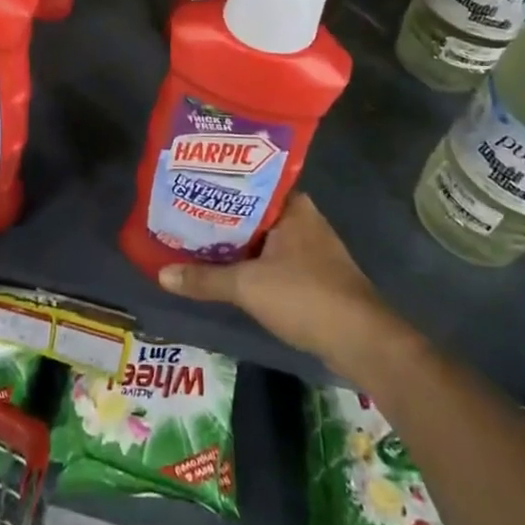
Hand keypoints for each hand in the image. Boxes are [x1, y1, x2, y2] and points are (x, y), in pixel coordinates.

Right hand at [159, 194, 408, 377]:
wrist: (363, 342)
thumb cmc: (306, 297)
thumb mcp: (247, 286)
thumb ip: (204, 279)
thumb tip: (161, 274)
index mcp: (293, 206)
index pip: (249, 182)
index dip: (218, 185)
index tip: (189, 187)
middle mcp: (303, 220)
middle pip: (253, 212)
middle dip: (221, 216)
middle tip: (182, 214)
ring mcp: (311, 248)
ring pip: (263, 238)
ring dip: (235, 242)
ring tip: (194, 240)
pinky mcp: (314, 275)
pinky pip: (273, 259)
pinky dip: (251, 263)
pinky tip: (225, 270)